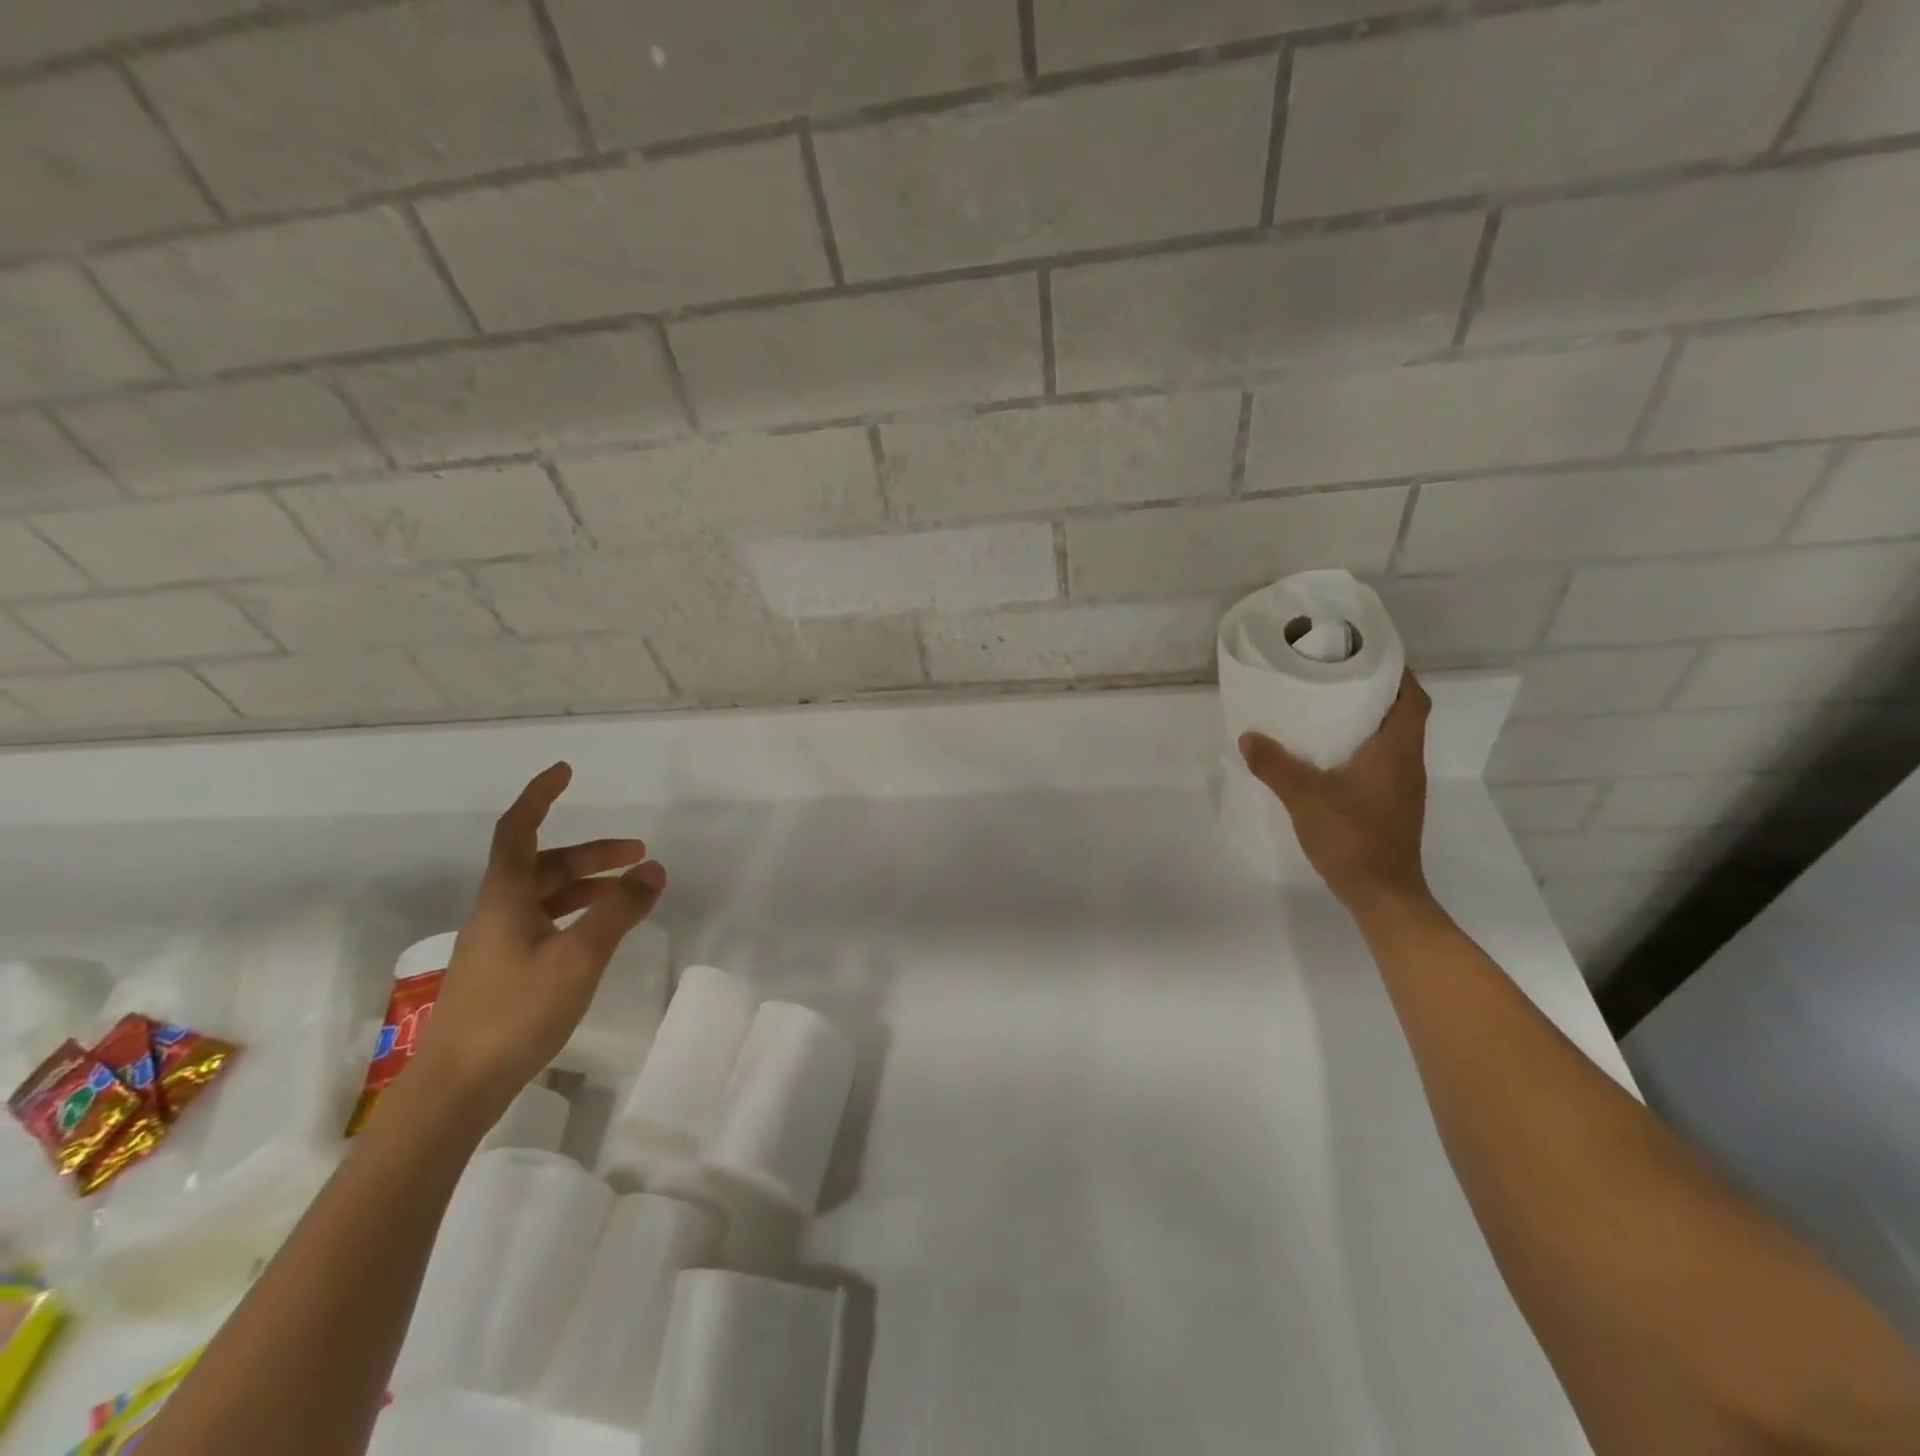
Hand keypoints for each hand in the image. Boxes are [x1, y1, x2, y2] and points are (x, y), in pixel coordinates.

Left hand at [414, 762, 665, 1108]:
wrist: (456, 1090)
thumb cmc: (515, 1012)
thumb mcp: (579, 956)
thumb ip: (619, 910)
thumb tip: (654, 868)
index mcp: (505, 898)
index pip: (519, 830)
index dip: (540, 797)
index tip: (566, 772)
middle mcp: (497, 913)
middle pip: (543, 864)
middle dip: (592, 853)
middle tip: (639, 853)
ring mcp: (498, 945)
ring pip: (546, 897)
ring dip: (587, 885)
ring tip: (630, 893)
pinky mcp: (504, 974)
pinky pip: (545, 924)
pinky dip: (577, 915)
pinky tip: (599, 934)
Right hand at [1239, 670, 1434, 915]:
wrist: (1382, 893)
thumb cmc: (1352, 837)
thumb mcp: (1305, 797)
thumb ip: (1275, 765)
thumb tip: (1248, 736)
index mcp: (1396, 750)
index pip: (1413, 698)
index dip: (1398, 672)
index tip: (1367, 655)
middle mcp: (1407, 762)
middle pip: (1403, 714)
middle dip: (1377, 692)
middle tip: (1338, 677)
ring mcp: (1402, 786)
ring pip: (1392, 739)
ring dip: (1369, 720)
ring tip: (1329, 708)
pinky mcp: (1391, 804)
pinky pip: (1382, 761)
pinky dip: (1362, 747)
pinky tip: (1329, 755)